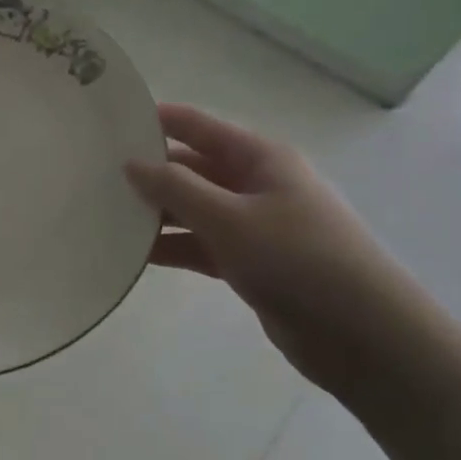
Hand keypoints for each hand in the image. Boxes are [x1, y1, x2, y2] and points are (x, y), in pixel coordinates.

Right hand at [125, 103, 430, 396]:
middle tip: (94, 175)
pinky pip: (202, 244)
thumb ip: (176, 188)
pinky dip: (173, 246)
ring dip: (157, 213)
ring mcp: (254, 225)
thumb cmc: (299, 260)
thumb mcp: (230, 218)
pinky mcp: (251, 263)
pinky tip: (134, 254)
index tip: (107, 122)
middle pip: (192, 167)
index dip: (154, 120)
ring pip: (194, 208)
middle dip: (149, 171)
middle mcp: (256, 184)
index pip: (197, 126)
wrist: (366, 339)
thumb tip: (131, 163)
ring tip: (104, 215)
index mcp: (260, 158)